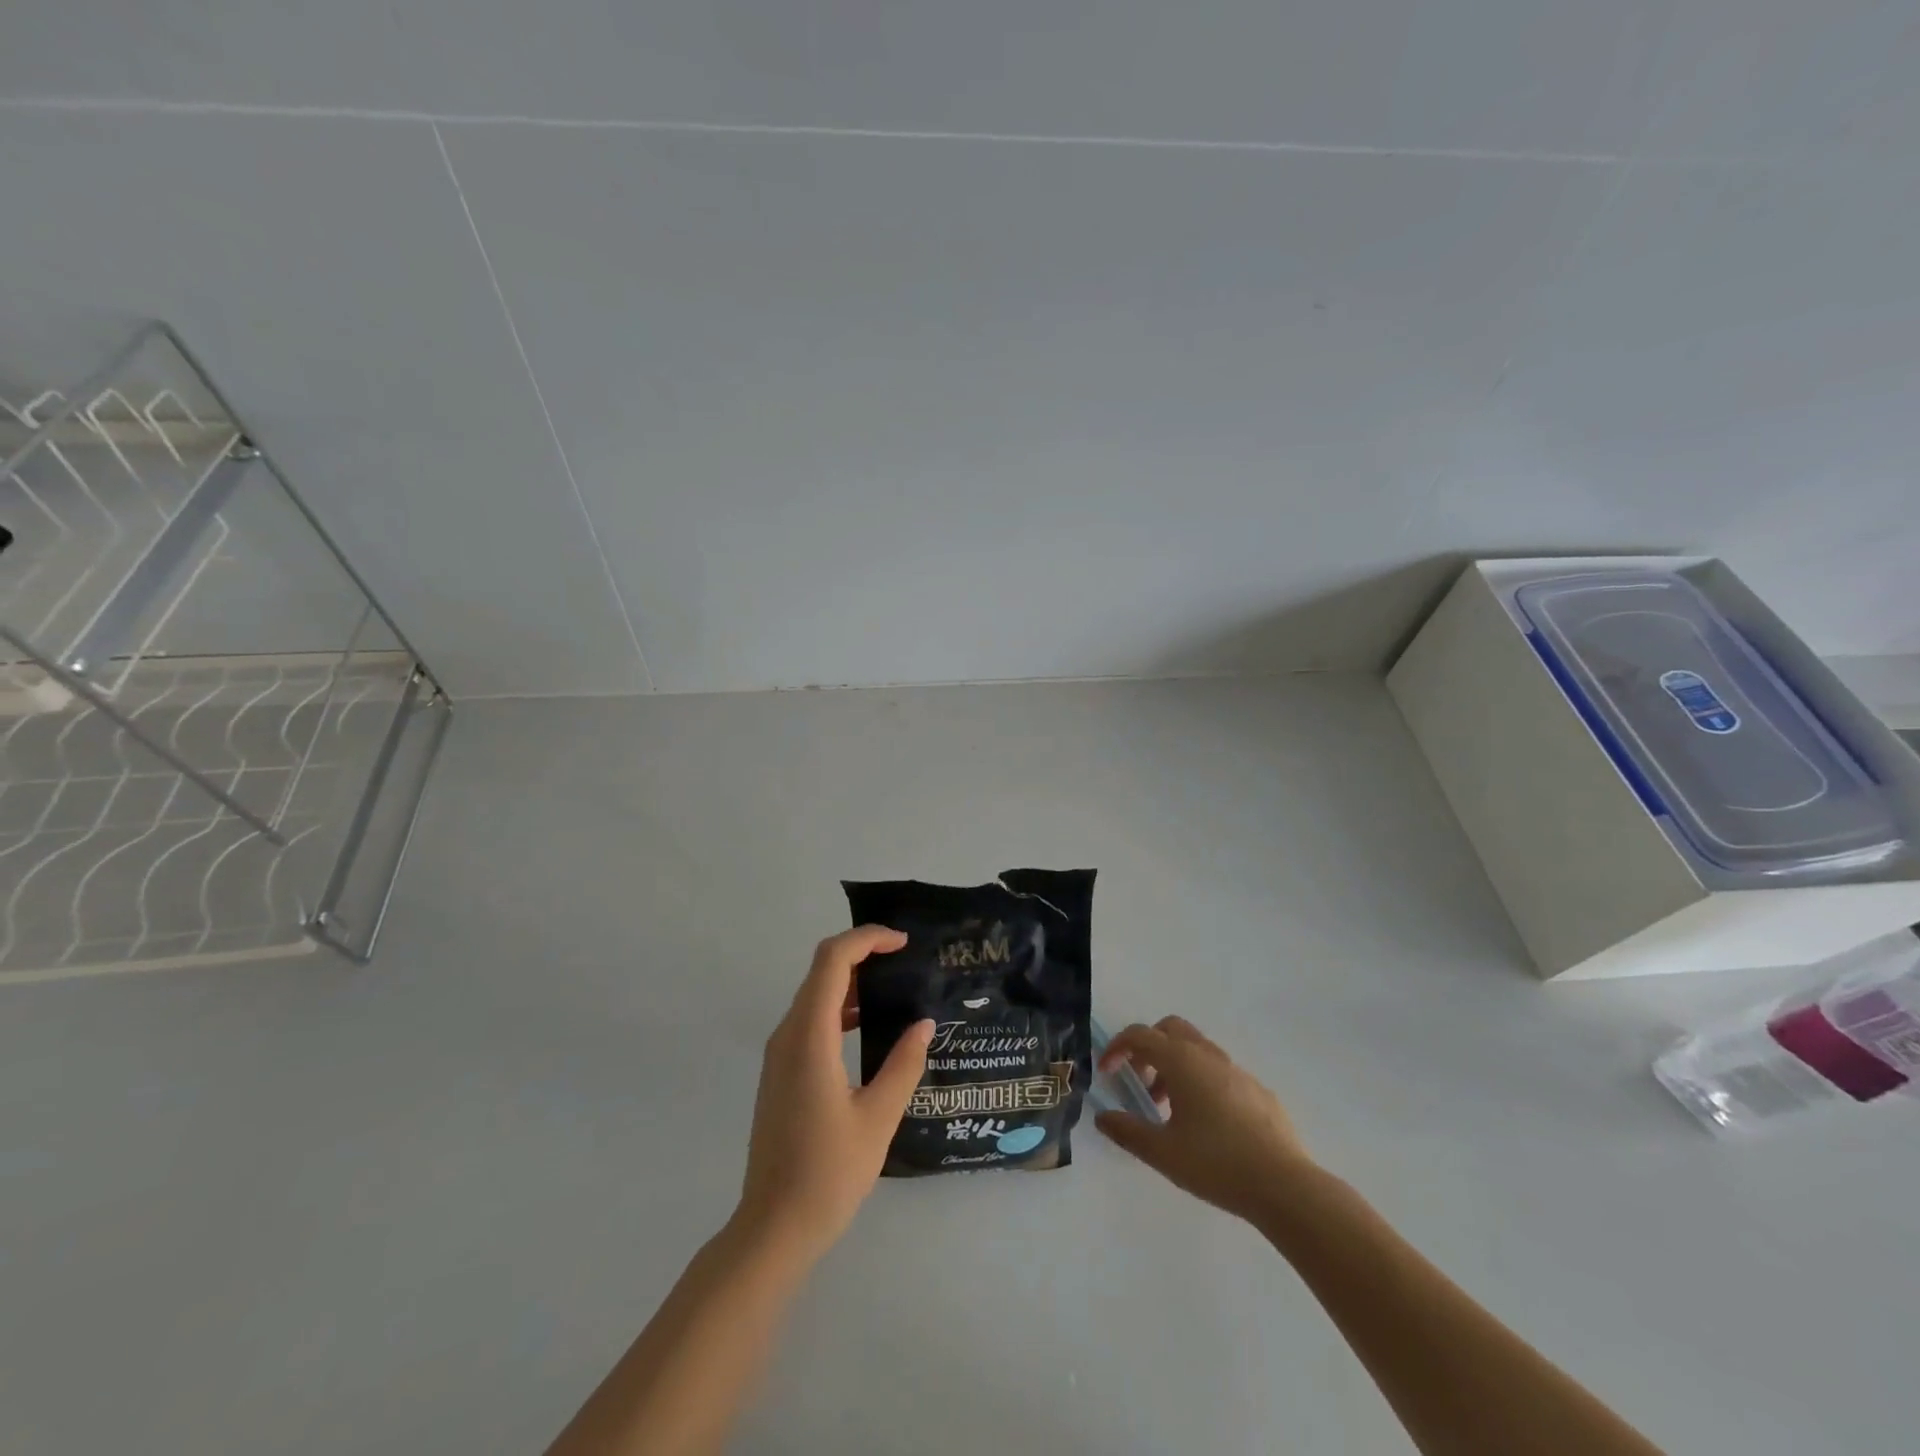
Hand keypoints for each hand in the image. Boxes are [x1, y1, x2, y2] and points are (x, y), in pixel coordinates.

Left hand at [736, 926, 932, 1261]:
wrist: (773, 1227)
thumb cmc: (829, 1173)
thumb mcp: (879, 1117)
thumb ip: (904, 1064)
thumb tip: (923, 1023)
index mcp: (810, 1037)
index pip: (832, 961)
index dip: (867, 940)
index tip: (903, 943)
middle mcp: (788, 1035)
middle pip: (821, 970)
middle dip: (862, 954)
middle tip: (905, 960)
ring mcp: (780, 1054)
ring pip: (814, 995)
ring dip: (852, 981)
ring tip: (894, 987)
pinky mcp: (781, 1072)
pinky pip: (810, 1021)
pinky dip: (840, 1008)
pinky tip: (870, 1026)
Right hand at [1095, 1016, 1313, 1222]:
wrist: (1285, 1186)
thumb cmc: (1216, 1163)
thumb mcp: (1162, 1152)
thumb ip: (1127, 1131)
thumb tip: (1103, 1117)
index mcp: (1182, 1061)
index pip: (1140, 1035)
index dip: (1117, 1048)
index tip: (1106, 1072)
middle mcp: (1208, 1055)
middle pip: (1170, 1029)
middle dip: (1148, 1047)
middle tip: (1140, 1080)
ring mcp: (1238, 1071)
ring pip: (1197, 1050)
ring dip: (1175, 1067)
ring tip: (1169, 1109)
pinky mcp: (1259, 1091)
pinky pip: (1221, 1073)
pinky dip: (1202, 1083)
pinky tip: (1207, 1124)